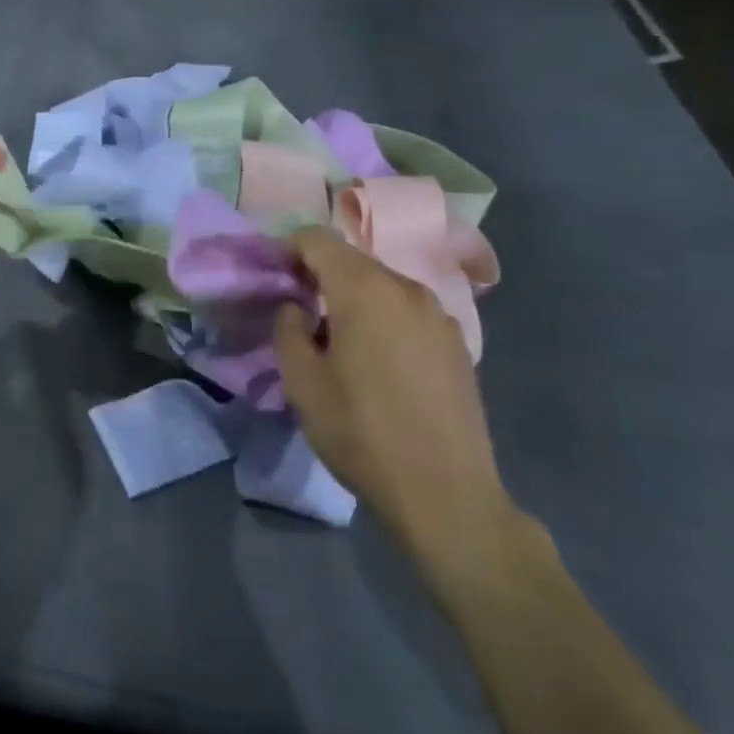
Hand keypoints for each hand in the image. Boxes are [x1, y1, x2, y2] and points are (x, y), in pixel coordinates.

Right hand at [274, 226, 519, 571]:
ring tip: (340, 343)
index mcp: (365, 289)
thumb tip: (297, 307)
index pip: (317, 239)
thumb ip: (288, 328)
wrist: (446, 494)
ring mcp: (439, 315)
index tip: (276, 280)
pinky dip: (384, 319)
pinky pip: (408, 312)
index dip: (289, 250)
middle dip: (321, 276)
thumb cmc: (362, 432)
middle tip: (301, 314)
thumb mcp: (302, 382)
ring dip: (354, 300)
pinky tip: (379, 363)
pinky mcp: (458, 343)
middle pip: (353, 261)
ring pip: (383, 286)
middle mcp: (407, 288)